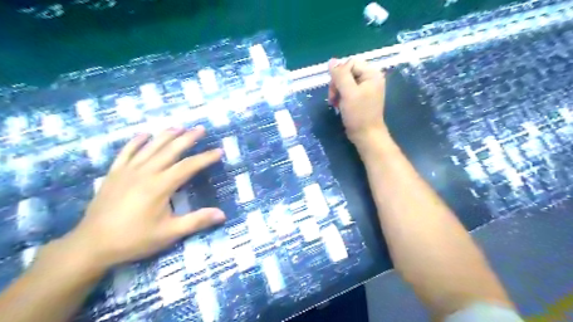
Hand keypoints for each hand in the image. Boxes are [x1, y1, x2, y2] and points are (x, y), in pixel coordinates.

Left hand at [63, 127, 223, 267]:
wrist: (91, 245)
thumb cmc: (134, 239)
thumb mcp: (169, 233)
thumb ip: (196, 221)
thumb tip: (222, 214)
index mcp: (160, 186)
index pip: (188, 166)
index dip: (205, 158)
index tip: (218, 151)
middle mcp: (145, 172)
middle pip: (170, 150)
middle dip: (188, 138)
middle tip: (201, 129)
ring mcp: (127, 170)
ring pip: (150, 147)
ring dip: (166, 135)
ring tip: (179, 126)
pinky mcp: (114, 173)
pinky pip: (126, 151)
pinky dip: (136, 141)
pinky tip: (144, 134)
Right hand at [329, 57, 387, 146]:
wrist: (365, 135)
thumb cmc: (359, 114)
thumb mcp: (348, 93)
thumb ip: (340, 75)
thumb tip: (331, 61)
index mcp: (372, 74)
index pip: (350, 63)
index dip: (339, 74)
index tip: (335, 89)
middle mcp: (370, 78)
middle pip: (347, 72)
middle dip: (337, 84)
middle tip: (333, 98)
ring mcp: (365, 88)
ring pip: (344, 81)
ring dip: (336, 91)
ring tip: (334, 103)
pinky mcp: (360, 97)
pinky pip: (347, 90)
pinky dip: (340, 96)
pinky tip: (338, 105)